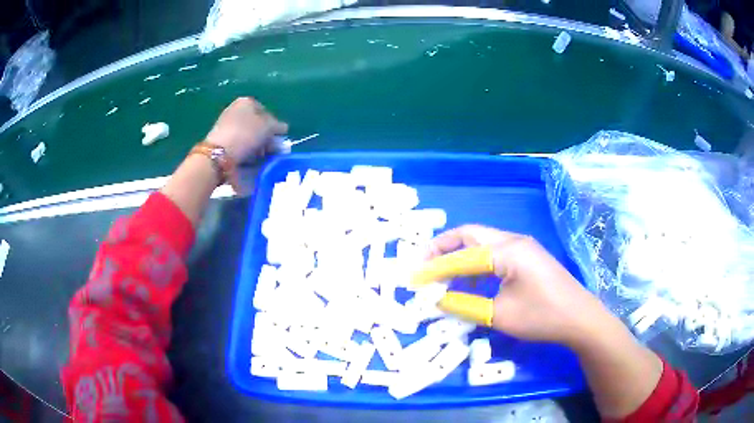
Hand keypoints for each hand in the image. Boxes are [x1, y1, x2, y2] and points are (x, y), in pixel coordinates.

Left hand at [205, 97, 287, 162]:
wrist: (219, 153)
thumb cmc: (246, 134)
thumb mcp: (268, 128)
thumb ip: (278, 126)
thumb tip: (283, 128)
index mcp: (247, 101)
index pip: (266, 112)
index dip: (274, 126)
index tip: (278, 139)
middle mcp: (235, 109)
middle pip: (256, 124)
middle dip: (265, 137)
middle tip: (272, 150)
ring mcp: (226, 124)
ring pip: (247, 135)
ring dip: (256, 145)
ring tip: (261, 157)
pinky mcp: (220, 139)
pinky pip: (238, 143)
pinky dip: (245, 150)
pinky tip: (248, 159)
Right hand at [417, 225, 609, 348]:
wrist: (580, 318)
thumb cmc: (541, 316)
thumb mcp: (498, 314)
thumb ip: (465, 304)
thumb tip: (437, 298)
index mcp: (506, 250)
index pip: (460, 256)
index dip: (433, 267)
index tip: (412, 278)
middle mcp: (513, 240)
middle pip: (470, 235)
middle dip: (443, 248)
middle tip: (422, 264)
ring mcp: (522, 247)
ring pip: (482, 243)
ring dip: (460, 255)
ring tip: (441, 274)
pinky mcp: (528, 257)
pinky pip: (494, 253)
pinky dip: (476, 263)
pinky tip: (470, 282)